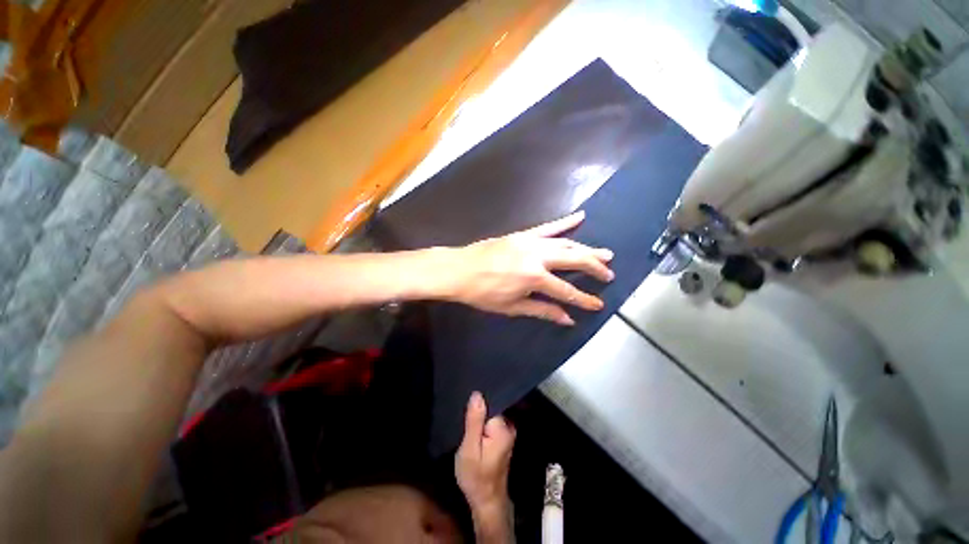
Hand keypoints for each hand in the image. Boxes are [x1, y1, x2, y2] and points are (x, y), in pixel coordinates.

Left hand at [445, 211, 613, 325]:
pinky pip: (548, 227)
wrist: (458, 270)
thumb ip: (542, 310)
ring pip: (566, 243)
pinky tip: (580, 216)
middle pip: (574, 259)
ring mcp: (530, 241)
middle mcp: (537, 256)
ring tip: (604, 253)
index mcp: (534, 277)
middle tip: (609, 274)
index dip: (583, 299)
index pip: (566, 291)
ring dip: (586, 248)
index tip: (598, 304)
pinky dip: (565, 222)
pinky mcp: (522, 234)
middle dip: (594, 267)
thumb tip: (567, 319)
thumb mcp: (512, 307)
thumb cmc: (483, 293)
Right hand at [456, 392, 515, 539]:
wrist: (487, 501)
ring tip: (466, 415)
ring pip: (492, 413)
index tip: (467, 399)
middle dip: (479, 406)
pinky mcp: (503, 436)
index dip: (479, 400)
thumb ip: (474, 421)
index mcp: (502, 427)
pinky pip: (493, 420)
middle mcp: (509, 425)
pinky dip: (483, 421)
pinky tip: (473, 424)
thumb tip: (477, 394)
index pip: (492, 401)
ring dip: (480, 414)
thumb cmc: (476, 477)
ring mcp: (508, 431)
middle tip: (464, 411)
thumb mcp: (469, 449)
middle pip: (493, 405)